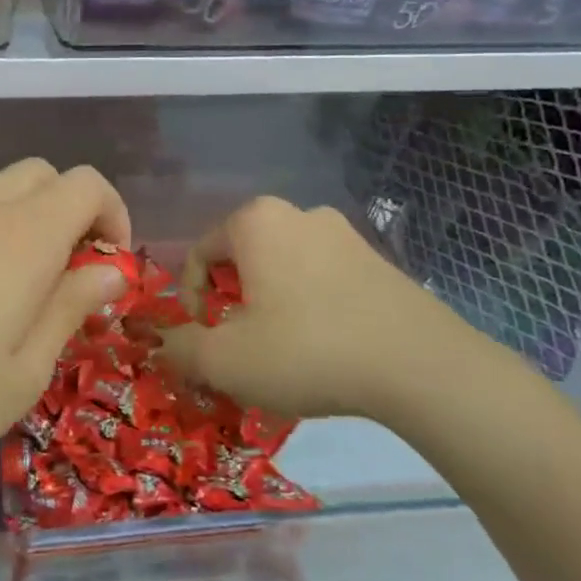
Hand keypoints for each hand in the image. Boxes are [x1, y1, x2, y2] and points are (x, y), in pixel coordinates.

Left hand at [0, 160, 132, 499]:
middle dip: (72, 212)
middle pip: (42, 175)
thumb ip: (70, 309)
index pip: (86, 184)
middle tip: (71, 276)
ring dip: (28, 220)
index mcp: (23, 237)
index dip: (113, 216)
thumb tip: (108, 270)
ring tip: (23, 289)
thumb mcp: (23, 374)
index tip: (110, 269)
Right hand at [159, 195, 498, 423]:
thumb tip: (158, 345)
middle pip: (241, 259)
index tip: (204, 339)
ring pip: (281, 268)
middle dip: (230, 302)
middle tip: (239, 345)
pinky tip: (322, 347)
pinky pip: (321, 278)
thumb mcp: (224, 360)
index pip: (198, 255)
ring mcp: (344, 234)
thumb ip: (178, 349)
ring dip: (268, 304)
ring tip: (280, 350)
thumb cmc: (306, 350)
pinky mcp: (378, 260)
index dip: (189, 301)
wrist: (421, 367)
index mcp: (255, 222)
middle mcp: (298, 213)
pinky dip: (307, 307)